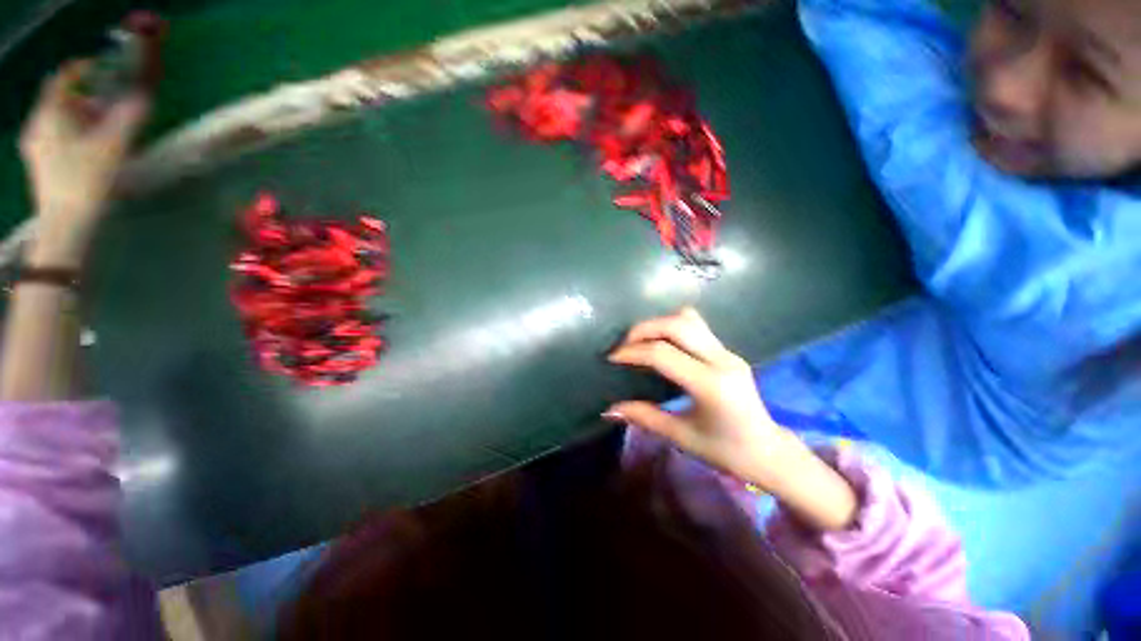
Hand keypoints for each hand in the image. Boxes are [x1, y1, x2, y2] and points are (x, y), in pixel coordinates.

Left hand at [19, 59, 149, 264]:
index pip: (63, 78)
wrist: (65, 226)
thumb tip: (145, 97)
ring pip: (59, 120)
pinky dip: (74, 134)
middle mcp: (37, 125)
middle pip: (61, 100)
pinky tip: (90, 148)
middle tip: (111, 105)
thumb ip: (129, 118)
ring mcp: (36, 147)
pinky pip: (56, 137)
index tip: (104, 69)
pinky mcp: (40, 164)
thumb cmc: (85, 181)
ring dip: (82, 118)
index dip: (83, 69)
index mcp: (49, 114)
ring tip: (105, 129)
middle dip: (87, 98)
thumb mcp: (113, 146)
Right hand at [604, 307, 786, 483]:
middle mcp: (721, 360)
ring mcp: (728, 352)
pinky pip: (697, 327)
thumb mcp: (681, 436)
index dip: (632, 352)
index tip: (612, 358)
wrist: (769, 452)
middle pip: (676, 324)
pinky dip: (673, 327)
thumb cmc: (726, 451)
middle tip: (624, 345)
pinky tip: (662, 345)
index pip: (663, 354)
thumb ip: (644, 417)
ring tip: (641, 341)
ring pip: (689, 319)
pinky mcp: (728, 352)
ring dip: (659, 324)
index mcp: (710, 385)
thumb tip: (609, 409)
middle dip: (644, 329)